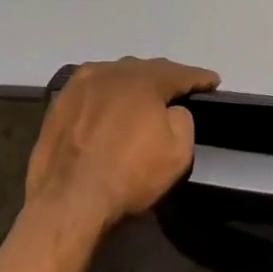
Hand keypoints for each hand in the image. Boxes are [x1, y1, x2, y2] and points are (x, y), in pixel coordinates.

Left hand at [24, 57, 219, 235]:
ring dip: (132, 84)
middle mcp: (111, 72)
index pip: (180, 73)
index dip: (199, 77)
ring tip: (143, 97)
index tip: (213, 81)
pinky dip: (106, 96)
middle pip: (146, 69)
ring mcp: (80, 85)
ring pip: (116, 76)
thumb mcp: (178, 152)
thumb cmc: (129, 175)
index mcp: (144, 79)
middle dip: (164, 78)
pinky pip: (92, 91)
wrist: (67, 202)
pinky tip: (109, 107)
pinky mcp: (59, 103)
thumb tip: (171, 110)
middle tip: (178, 89)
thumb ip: (183, 119)